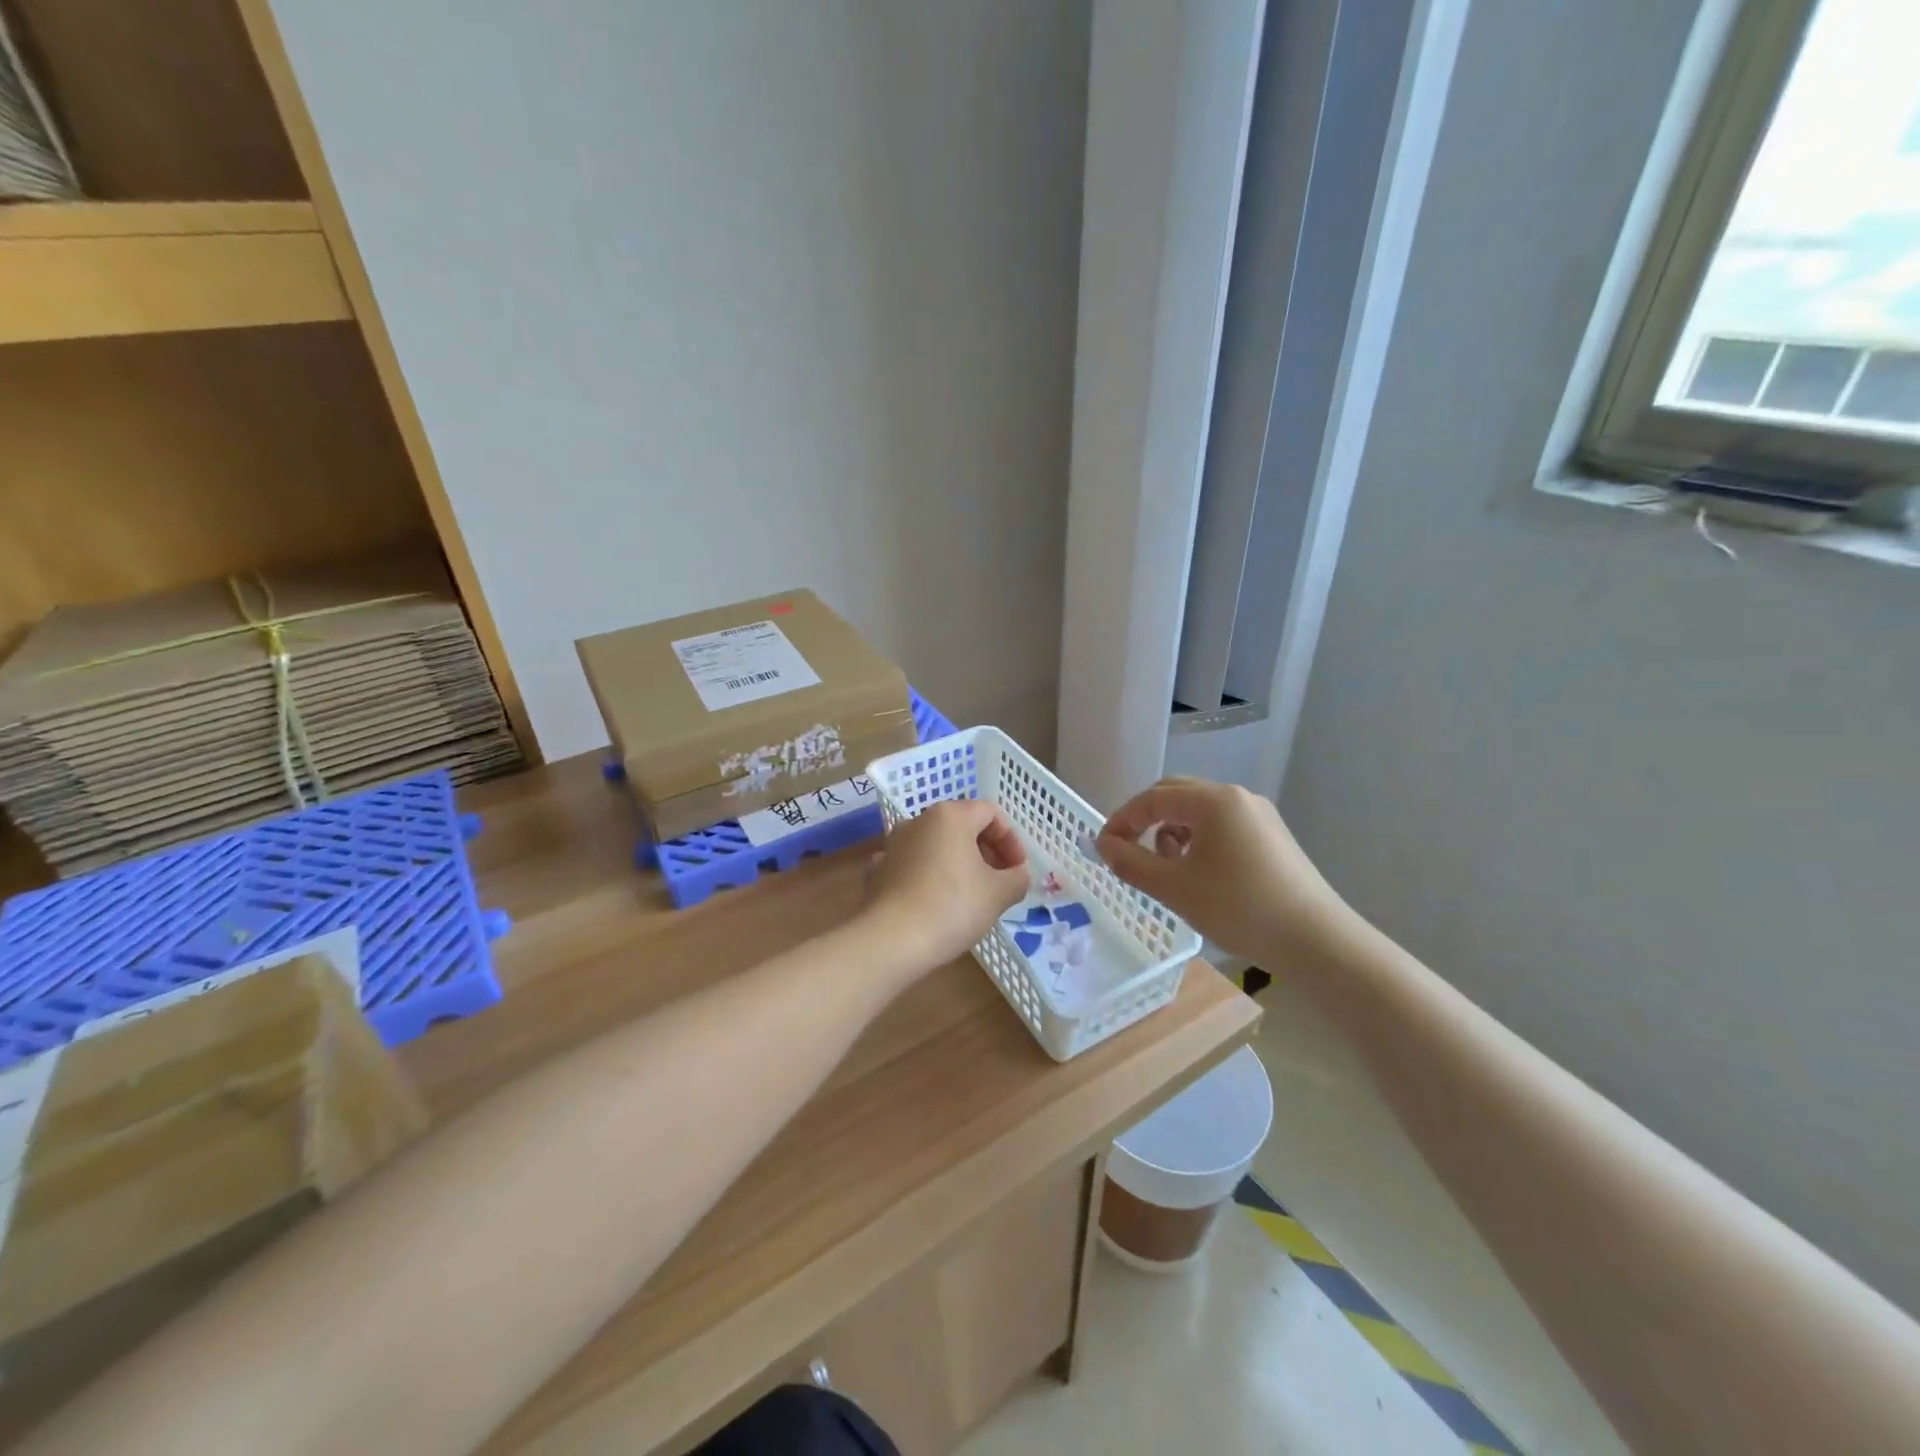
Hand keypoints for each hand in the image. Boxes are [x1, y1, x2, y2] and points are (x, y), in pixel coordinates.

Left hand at [865, 800, 1029, 970]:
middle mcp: (919, 820)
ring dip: (959, 863)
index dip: (1011, 839)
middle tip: (1000, 881)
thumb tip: (1017, 875)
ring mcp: (894, 844)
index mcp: (950, 816)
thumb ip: (1017, 878)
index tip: (1018, 869)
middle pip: (962, 826)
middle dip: (987, 851)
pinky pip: (914, 866)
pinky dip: (931, 876)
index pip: (991, 813)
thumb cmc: (953, 907)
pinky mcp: (879, 870)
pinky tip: (938, 903)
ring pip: (936, 845)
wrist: (891, 940)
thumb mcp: (999, 893)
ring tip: (971, 895)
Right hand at [1096, 777, 1351, 963]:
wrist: (1317, 942)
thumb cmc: (1239, 909)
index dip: (1121, 820)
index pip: (1152, 798)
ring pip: (1199, 812)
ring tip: (1167, 870)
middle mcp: (1236, 797)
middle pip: (1176, 795)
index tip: (1104, 849)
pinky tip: (1200, 875)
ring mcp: (1259, 815)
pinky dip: (1198, 842)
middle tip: (1129, 853)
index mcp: (1212, 801)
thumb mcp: (1174, 888)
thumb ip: (1131, 862)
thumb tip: (1104, 845)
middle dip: (1146, 822)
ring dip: (1172, 833)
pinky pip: (1221, 826)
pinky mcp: (1272, 837)